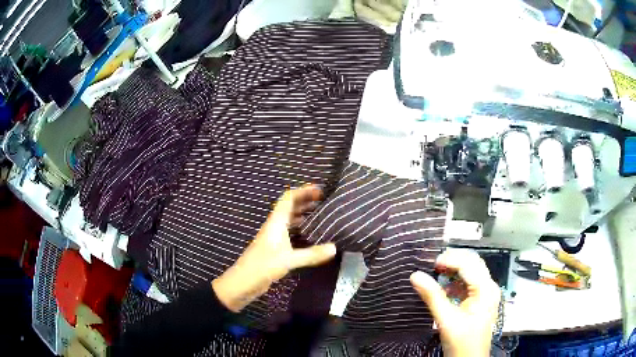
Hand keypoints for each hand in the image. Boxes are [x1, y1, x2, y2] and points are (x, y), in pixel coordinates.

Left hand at [212, 185, 336, 311]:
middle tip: (324, 201)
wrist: (243, 282)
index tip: (320, 190)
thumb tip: (335, 248)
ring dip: (303, 214)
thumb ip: (311, 254)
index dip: (303, 191)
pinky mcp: (275, 249)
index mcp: (276, 222)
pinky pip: (290, 233)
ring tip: (321, 215)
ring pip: (290, 220)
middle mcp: (275, 226)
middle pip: (290, 207)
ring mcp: (274, 237)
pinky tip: (311, 236)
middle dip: (306, 201)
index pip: (288, 198)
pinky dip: (301, 230)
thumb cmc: (263, 266)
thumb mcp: (288, 260)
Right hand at [410, 249, 500, 356]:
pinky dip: (456, 282)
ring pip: (471, 271)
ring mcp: (486, 293)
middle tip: (433, 266)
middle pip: (472, 263)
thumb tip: (415, 275)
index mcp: (485, 289)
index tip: (430, 264)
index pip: (468, 264)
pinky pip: (469, 283)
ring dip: (454, 270)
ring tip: (436, 274)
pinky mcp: (480, 300)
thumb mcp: (446, 320)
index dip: (449, 259)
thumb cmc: (461, 342)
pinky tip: (444, 288)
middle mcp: (489, 286)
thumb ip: (432, 296)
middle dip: (453, 261)